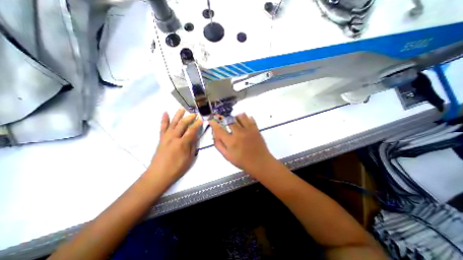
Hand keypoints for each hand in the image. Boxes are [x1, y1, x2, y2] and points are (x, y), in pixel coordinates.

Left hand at [150, 110, 202, 182]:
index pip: (192, 130)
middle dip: (189, 118)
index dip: (197, 124)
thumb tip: (195, 136)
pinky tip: (165, 113)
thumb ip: (193, 146)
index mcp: (182, 143)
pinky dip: (164, 120)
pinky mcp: (161, 139)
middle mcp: (174, 138)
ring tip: (182, 108)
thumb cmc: (177, 168)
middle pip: (182, 124)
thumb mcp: (189, 158)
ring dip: (178, 115)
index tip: (201, 119)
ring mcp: (166, 137)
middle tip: (194, 114)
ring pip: (173, 123)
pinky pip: (162, 127)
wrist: (159, 174)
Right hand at [210, 113, 273, 171]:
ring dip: (236, 117)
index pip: (219, 129)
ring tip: (236, 122)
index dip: (214, 123)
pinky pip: (250, 118)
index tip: (211, 120)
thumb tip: (215, 134)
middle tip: (226, 123)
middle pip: (229, 119)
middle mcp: (239, 133)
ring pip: (240, 116)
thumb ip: (219, 145)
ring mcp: (249, 130)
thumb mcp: (227, 156)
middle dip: (225, 119)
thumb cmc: (243, 161)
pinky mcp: (256, 129)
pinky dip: (246, 118)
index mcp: (231, 142)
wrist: (260, 162)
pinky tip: (244, 123)